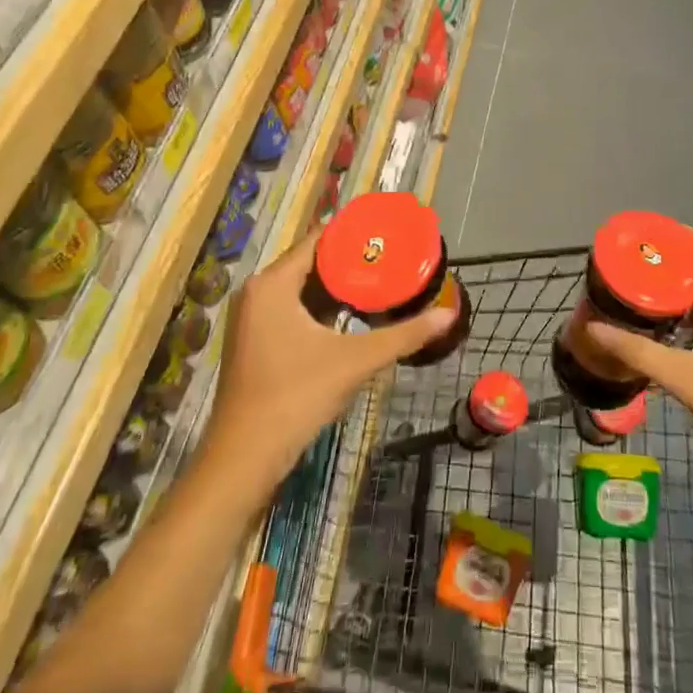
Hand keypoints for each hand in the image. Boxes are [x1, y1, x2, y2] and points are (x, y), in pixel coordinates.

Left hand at [200, 234, 456, 485]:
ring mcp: (253, 318)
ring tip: (380, 279)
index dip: (354, 234)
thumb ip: (404, 335)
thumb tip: (448, 314)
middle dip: (351, 261)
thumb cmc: (296, 397)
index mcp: (272, 284)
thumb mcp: (355, 361)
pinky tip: (353, 314)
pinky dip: (321, 307)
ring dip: (337, 286)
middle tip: (392, 257)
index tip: (388, 233)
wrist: (244, 459)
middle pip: (310, 262)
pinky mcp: (256, 341)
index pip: (317, 240)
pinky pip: (293, 308)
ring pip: (302, 288)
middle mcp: (257, 292)